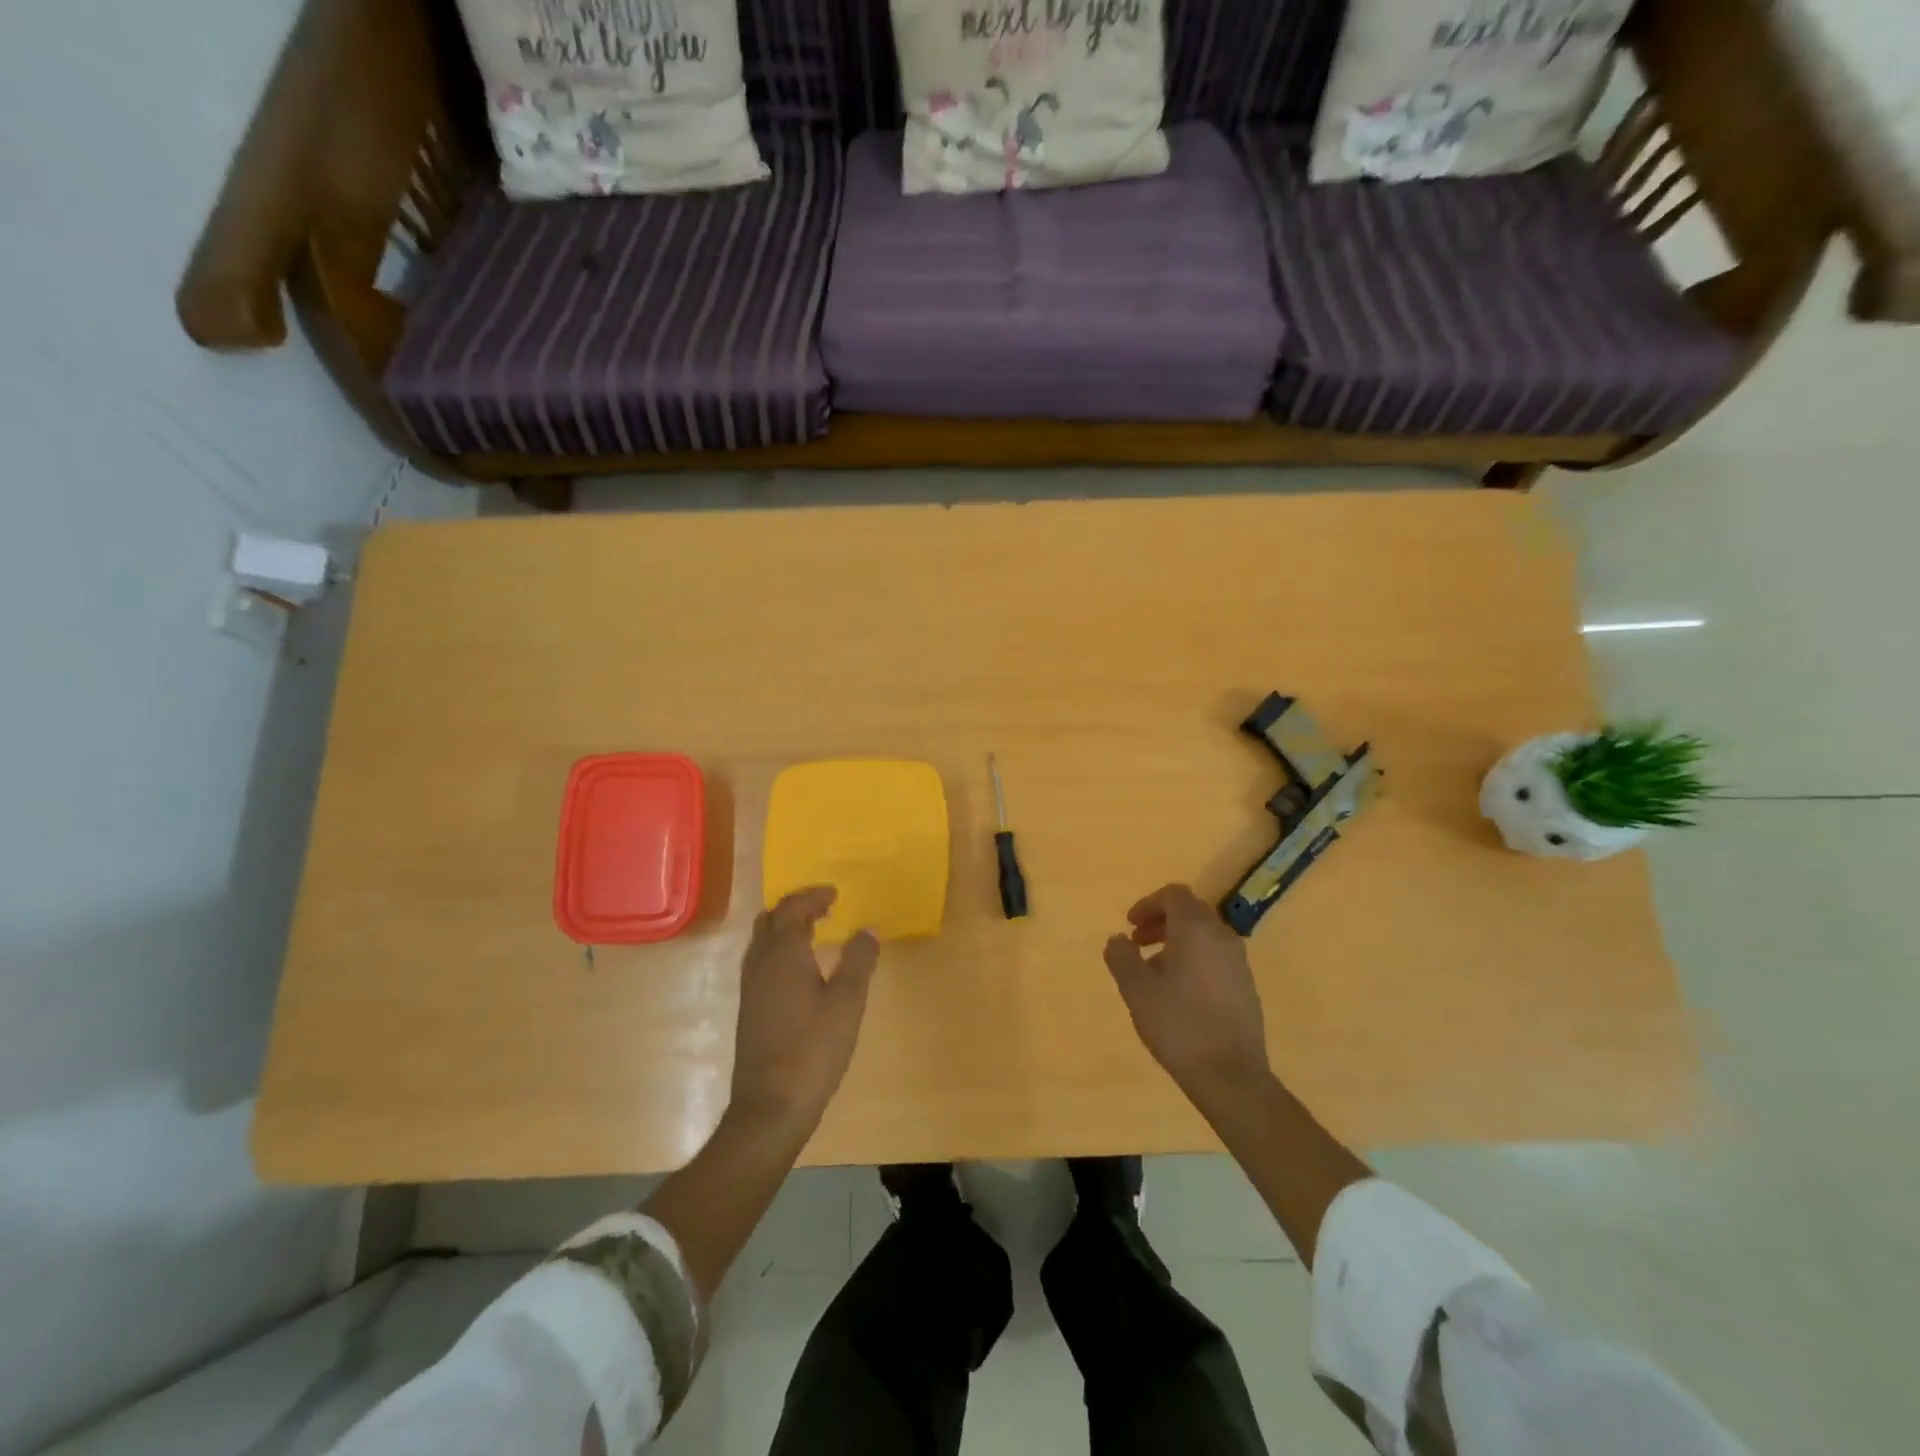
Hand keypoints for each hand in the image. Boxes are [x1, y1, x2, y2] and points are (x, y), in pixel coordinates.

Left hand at [730, 888, 878, 1133]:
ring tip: (813, 930)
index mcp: (782, 954)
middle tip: (823, 906)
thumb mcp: (847, 1001)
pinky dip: (780, 950)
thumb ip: (859, 960)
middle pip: (770, 921)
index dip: (812, 897)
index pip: (791, 909)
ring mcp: (751, 989)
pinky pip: (762, 962)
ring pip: (762, 942)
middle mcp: (760, 964)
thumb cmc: (813, 1048)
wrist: (771, 1106)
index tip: (834, 893)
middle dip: (795, 908)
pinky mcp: (750, 1010)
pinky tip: (800, 969)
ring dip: (785, 928)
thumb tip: (868, 929)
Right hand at [1103, 885, 1272, 1114]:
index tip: (1130, 925)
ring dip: (1176, 941)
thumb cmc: (1178, 1024)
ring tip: (1153, 970)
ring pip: (1204, 936)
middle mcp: (1222, 936)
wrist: (1231, 1075)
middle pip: (1190, 912)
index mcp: (1196, 929)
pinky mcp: (1246, 986)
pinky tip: (1178, 991)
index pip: (1174, 895)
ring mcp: (1238, 962)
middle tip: (1137, 942)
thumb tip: (1118, 939)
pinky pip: (1215, 957)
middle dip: (1161, 921)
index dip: (1148, 904)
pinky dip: (1193, 959)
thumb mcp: (1136, 989)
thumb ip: (1122, 957)